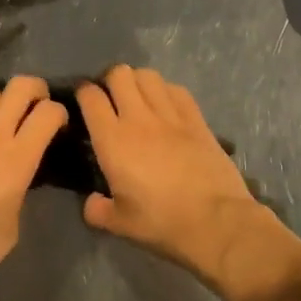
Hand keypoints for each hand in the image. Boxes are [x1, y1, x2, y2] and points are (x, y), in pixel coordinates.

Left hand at [0, 75, 66, 297]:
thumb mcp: (13, 223)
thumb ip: (20, 188)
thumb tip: (17, 179)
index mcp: (18, 157)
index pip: (49, 112)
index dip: (61, 113)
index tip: (60, 127)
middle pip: (21, 86)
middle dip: (37, 90)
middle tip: (39, 108)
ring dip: (5, 102)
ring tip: (7, 122)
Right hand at [77, 66, 273, 284]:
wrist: (217, 223)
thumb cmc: (163, 224)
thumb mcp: (120, 225)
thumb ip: (97, 211)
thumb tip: (91, 202)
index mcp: (112, 140)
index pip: (90, 97)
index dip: (83, 93)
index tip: (84, 102)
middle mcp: (138, 118)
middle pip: (119, 74)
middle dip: (110, 81)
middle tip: (112, 99)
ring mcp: (170, 116)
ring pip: (148, 76)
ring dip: (138, 82)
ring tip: (138, 99)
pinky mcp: (197, 120)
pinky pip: (177, 90)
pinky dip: (167, 91)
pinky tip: (167, 107)